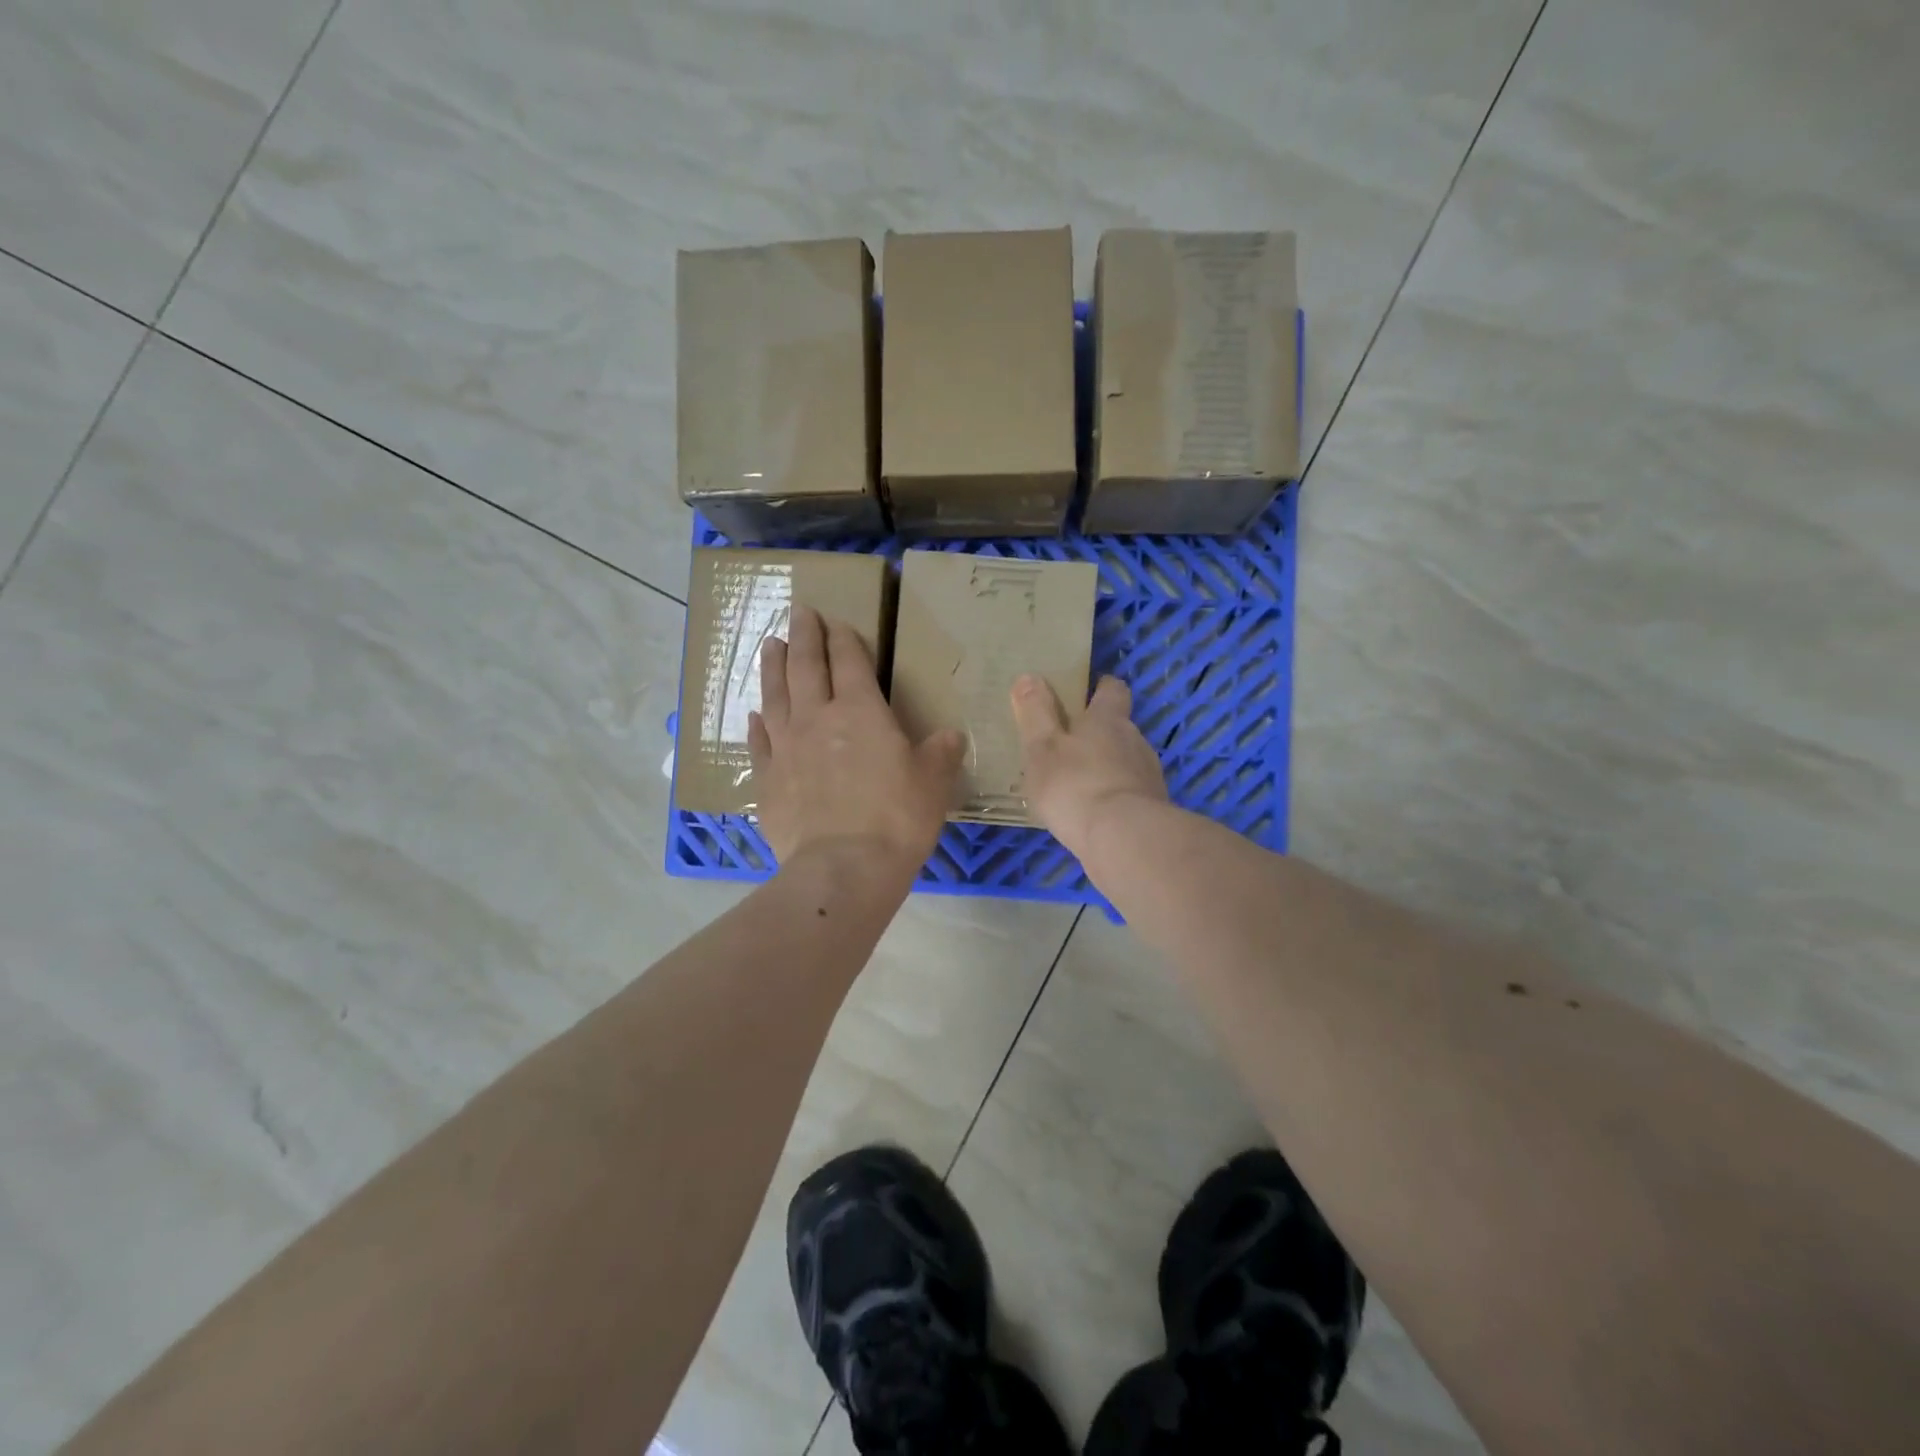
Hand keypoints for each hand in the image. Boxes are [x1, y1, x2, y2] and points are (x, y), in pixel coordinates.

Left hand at [748, 605, 965, 870]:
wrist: (844, 867)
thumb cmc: (897, 818)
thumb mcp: (935, 781)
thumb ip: (941, 752)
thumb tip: (949, 737)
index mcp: (861, 711)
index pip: (849, 661)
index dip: (844, 638)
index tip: (838, 621)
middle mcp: (817, 718)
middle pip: (806, 666)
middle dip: (804, 636)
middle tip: (799, 612)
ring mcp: (786, 747)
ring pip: (776, 695)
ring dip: (773, 667)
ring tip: (771, 645)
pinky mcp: (768, 779)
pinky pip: (760, 741)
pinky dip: (758, 724)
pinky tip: (755, 715)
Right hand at [1011, 674, 1168, 856]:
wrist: (1123, 839)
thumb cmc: (1075, 785)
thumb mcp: (1042, 747)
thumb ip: (1036, 713)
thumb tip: (1029, 676)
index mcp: (1108, 719)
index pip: (1113, 690)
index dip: (1101, 687)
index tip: (1089, 689)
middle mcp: (1134, 740)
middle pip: (1120, 727)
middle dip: (1100, 732)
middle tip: (1070, 744)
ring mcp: (1148, 776)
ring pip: (1126, 761)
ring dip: (1107, 767)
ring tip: (1079, 784)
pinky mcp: (1153, 808)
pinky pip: (1130, 793)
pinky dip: (1114, 796)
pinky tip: (1094, 813)